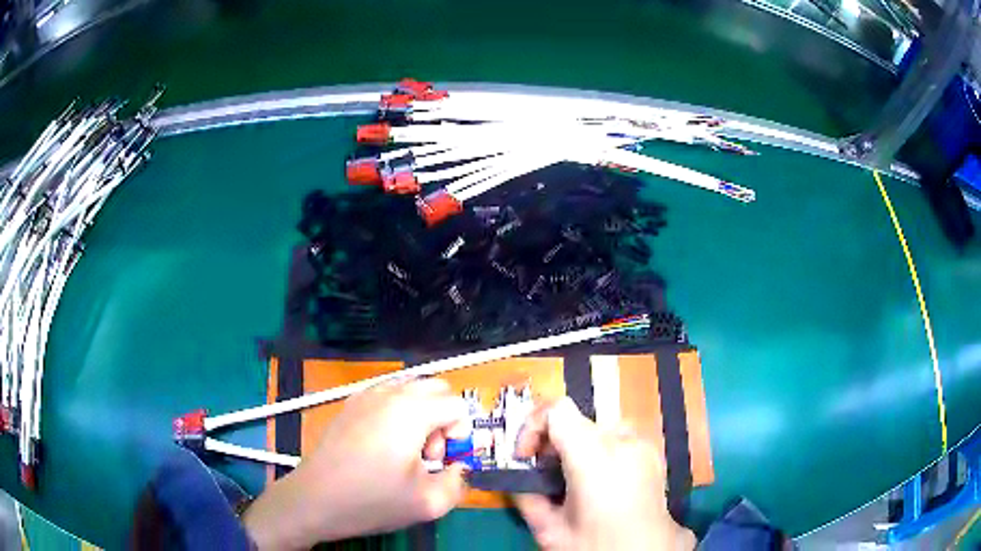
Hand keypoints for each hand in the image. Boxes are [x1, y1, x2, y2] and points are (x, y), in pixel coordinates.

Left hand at [243, 378, 469, 549]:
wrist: (315, 499)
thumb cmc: (372, 500)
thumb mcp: (428, 503)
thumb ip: (458, 482)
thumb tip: (458, 467)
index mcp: (412, 411)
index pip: (458, 406)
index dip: (461, 435)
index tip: (443, 462)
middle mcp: (390, 393)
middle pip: (437, 390)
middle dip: (443, 420)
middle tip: (428, 455)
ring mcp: (366, 395)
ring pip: (411, 389)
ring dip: (422, 415)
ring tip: (406, 451)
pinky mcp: (350, 405)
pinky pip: (388, 396)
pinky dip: (399, 413)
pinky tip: (384, 446)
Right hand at [513, 397, 695, 550]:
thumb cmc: (595, 545)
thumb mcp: (549, 529)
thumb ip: (526, 496)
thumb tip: (517, 479)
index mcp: (594, 456)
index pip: (556, 411)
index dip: (531, 427)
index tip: (523, 457)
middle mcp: (623, 440)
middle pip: (577, 420)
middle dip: (553, 443)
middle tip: (544, 476)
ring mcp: (643, 445)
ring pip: (597, 429)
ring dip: (577, 448)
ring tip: (572, 482)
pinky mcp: (653, 455)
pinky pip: (618, 441)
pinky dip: (600, 453)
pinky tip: (599, 484)